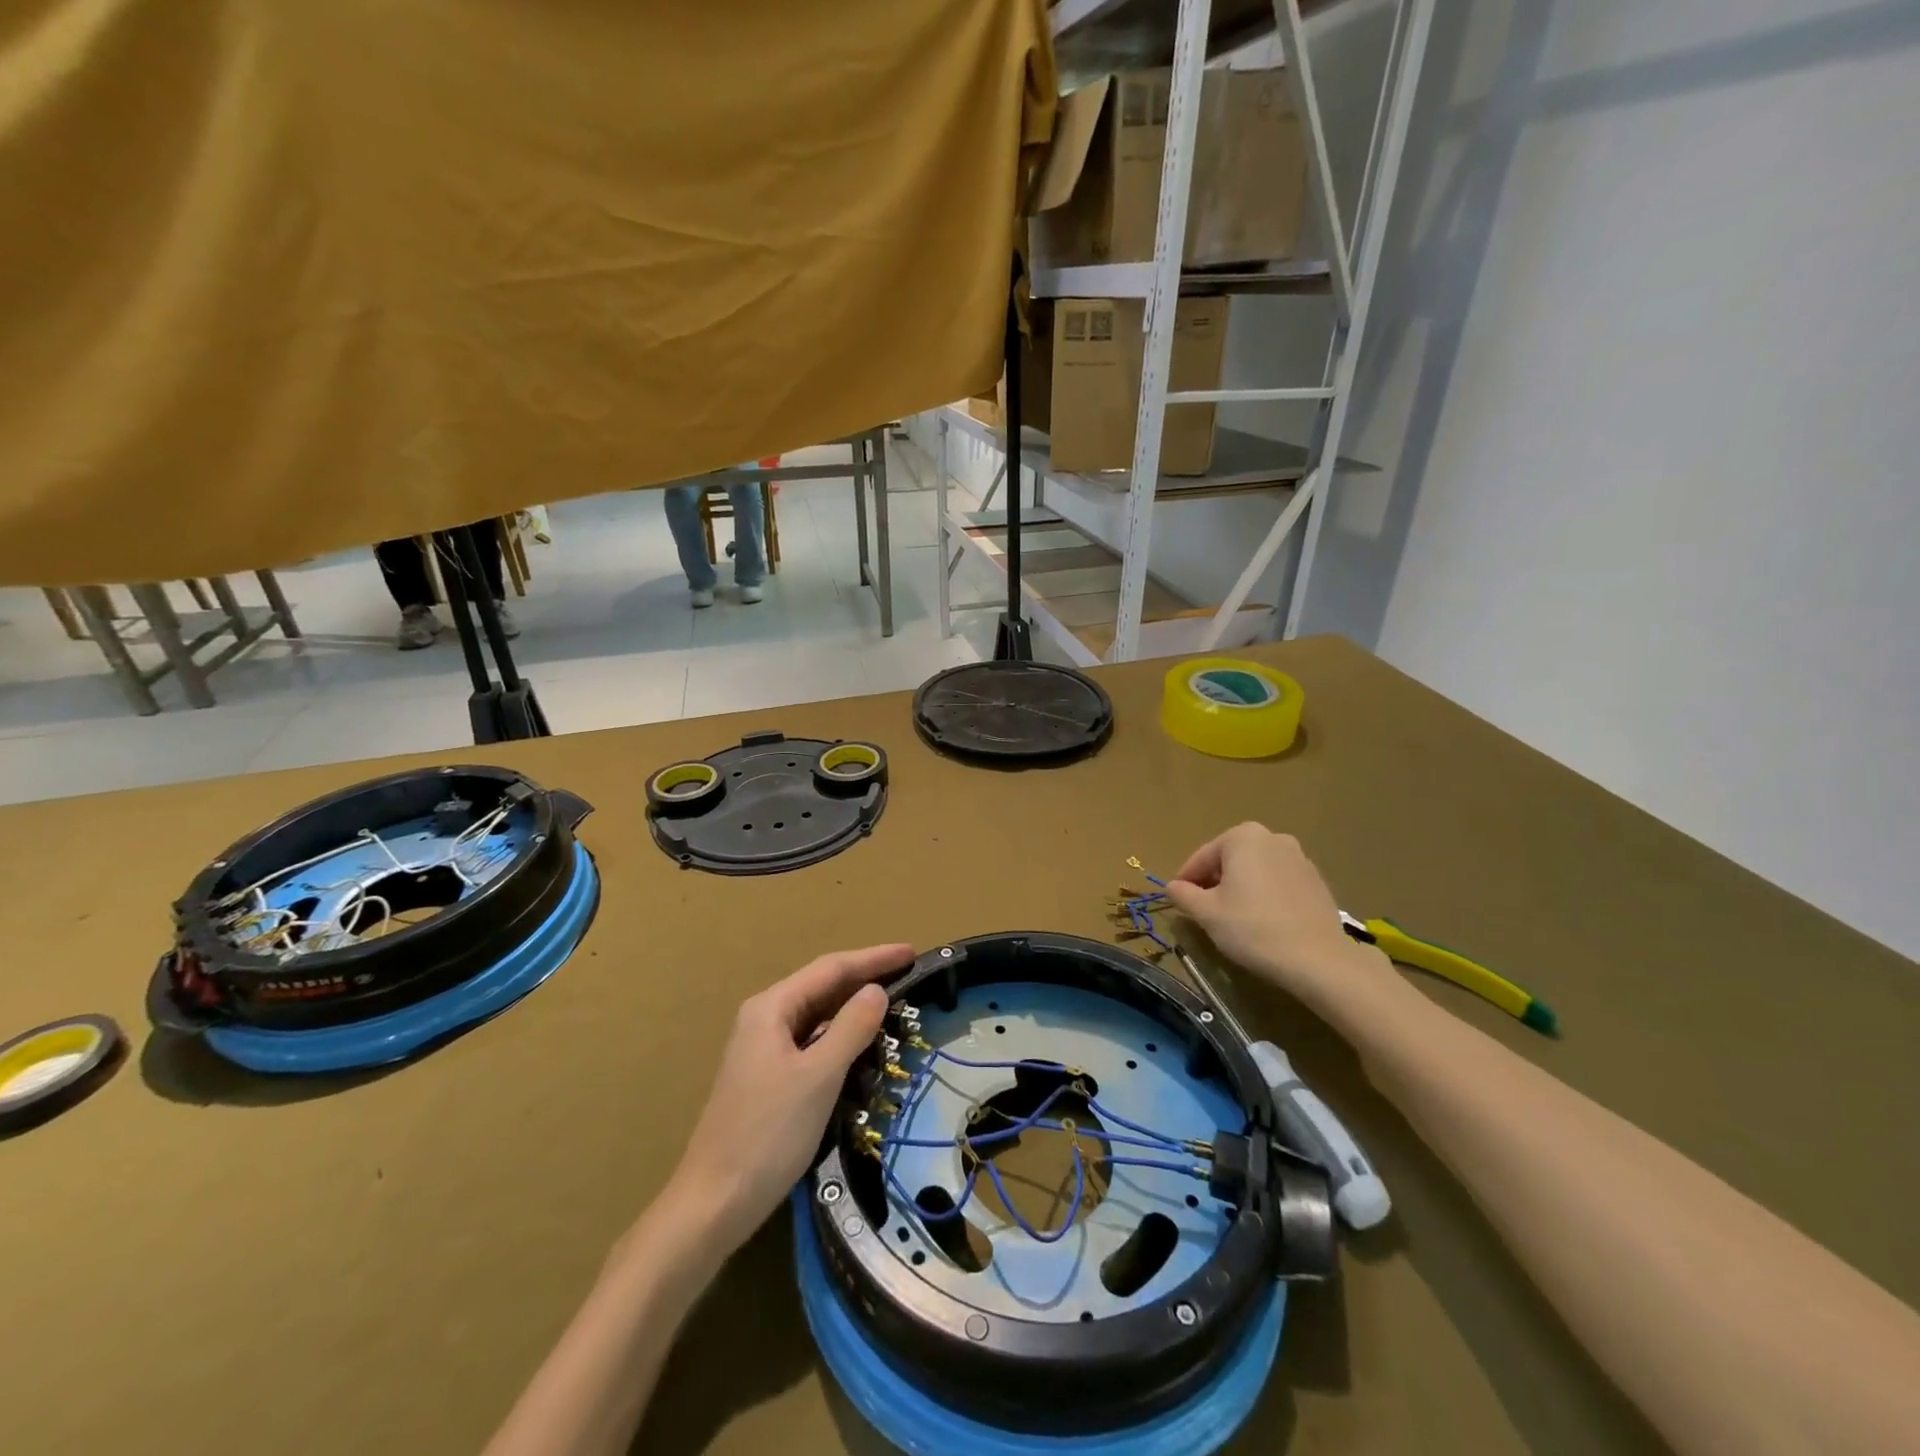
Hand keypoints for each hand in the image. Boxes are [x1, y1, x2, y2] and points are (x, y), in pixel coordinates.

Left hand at [667, 943, 912, 1250]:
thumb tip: (877, 990)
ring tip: (895, 1005)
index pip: (831, 968)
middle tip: (909, 975)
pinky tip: (863, 1047)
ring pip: (818, 1017)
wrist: (713, 1204)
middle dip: (865, 979)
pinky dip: (841, 1038)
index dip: (873, 958)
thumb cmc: (768, 1134)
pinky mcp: (769, 1078)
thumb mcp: (818, 1077)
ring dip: (854, 1010)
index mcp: (771, 1008)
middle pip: (823, 987)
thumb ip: (851, 1028)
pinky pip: (813, 1043)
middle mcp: (765, 1019)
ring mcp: (764, 1050)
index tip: (912, 952)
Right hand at [1166, 823, 1385, 1014]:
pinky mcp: (1317, 882)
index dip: (1186, 880)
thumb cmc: (1252, 928)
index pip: (1202, 857)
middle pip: (1230, 860)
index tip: (1178, 901)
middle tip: (1205, 910)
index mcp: (1243, 837)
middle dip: (1215, 881)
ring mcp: (1300, 858)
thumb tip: (1173, 887)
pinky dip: (1266, 895)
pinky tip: (1263, 922)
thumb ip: (1183, 894)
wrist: (1317, 960)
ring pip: (1256, 870)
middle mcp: (1273, 838)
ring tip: (1234, 918)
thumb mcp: (1206, 912)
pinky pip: (1279, 883)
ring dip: (1241, 888)